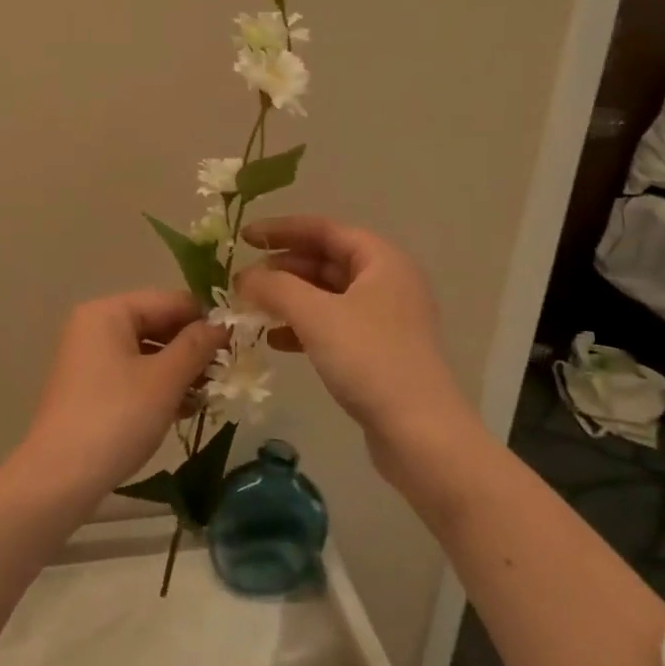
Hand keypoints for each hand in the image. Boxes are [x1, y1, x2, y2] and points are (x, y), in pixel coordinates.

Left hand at [14, 290, 221, 502]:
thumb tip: (223, 325)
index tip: (238, 344)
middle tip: (226, 373)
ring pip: (147, 352)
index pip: (170, 301)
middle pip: (157, 324)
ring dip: (179, 370)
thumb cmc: (116, 418)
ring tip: (209, 395)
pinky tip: (184, 409)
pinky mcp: (89, 387)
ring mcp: (89, 357)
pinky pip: (132, 373)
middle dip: (192, 348)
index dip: (205, 320)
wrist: (59, 479)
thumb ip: (197, 346)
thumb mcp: (164, 380)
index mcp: (109, 312)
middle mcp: (95, 326)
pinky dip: (158, 386)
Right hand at [235, 216, 470, 454]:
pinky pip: (332, 325)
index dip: (282, 229)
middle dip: (282, 267)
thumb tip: (243, 277)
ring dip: (288, 298)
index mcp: (381, 260)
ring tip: (253, 308)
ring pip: (326, 295)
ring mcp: (384, 319)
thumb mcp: (316, 315)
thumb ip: (275, 287)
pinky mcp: (377, 352)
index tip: (245, 237)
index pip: (324, 229)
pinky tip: (275, 340)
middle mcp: (386, 282)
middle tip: (243, 280)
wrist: (421, 436)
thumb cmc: (370, 360)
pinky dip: (302, 326)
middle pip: (325, 260)